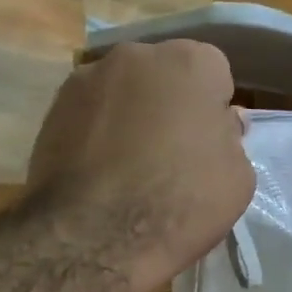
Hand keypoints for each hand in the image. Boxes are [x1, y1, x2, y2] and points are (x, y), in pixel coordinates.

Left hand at [29, 41, 254, 291]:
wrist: (93, 236)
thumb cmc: (179, 203)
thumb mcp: (237, 178)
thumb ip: (229, 137)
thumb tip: (217, 122)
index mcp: (191, 62)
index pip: (214, 74)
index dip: (212, 109)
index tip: (206, 142)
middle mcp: (137, 55)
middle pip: (164, 74)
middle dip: (169, 101)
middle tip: (169, 150)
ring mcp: (89, 76)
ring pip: (124, 90)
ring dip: (130, 112)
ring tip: (128, 163)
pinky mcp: (54, 105)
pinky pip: (91, 110)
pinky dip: (97, 129)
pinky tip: (98, 168)